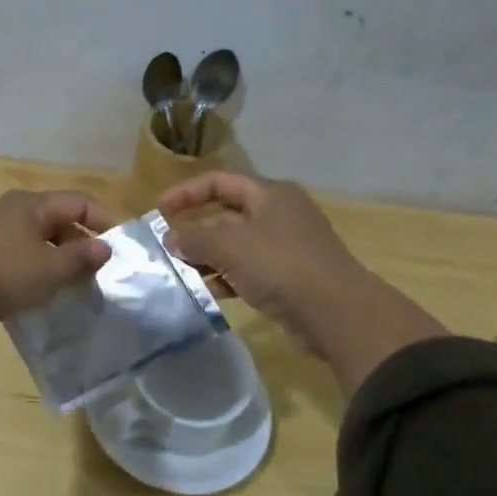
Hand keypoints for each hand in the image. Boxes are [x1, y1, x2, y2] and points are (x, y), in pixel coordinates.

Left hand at [0, 191, 116, 361]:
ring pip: (34, 234)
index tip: (117, 248)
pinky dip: (32, 261)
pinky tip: (34, 285)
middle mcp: (10, 206)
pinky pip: (15, 248)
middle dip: (78, 242)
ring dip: (55, 254)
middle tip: (93, 270)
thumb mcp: (50, 269)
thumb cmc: (4, 273)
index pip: (78, 202)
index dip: (103, 221)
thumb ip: (81, 257)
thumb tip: (104, 247)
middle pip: (56, 217)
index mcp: (32, 203)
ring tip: (67, 281)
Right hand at [158, 172, 445, 394]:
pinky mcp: (287, 278)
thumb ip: (194, 237)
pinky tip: (205, 293)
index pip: (219, 181)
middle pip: (226, 214)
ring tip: (178, 273)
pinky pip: (246, 271)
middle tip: (165, 246)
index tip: (159, 210)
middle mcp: (278, 215)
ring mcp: (284, 248)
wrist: (337, 313)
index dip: (186, 192)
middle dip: (194, 229)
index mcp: (269, 194)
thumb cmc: (281, 266)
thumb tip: (170, 238)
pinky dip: (224, 278)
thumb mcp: (230, 246)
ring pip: (234, 246)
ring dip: (206, 257)